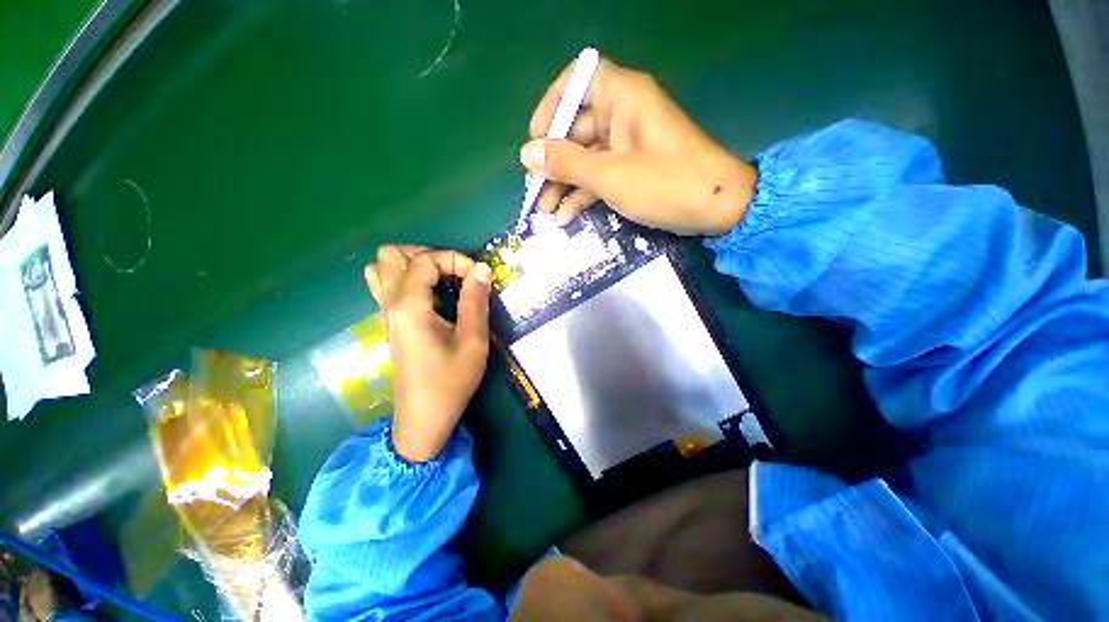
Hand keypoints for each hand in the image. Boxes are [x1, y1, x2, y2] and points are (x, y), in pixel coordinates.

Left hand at [365, 246, 491, 462]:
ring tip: (441, 278)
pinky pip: (386, 286)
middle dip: (426, 254)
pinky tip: (431, 295)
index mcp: (410, 307)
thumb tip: (481, 268)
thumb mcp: (473, 341)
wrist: (424, 418)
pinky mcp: (390, 323)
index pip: (425, 261)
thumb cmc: (451, 381)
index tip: (477, 276)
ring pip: (383, 269)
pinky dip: (406, 278)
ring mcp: (385, 314)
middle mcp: (390, 304)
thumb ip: (475, 301)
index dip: (454, 260)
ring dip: (412, 264)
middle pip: (390, 255)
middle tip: (454, 272)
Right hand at [521, 57, 756, 235]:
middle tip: (534, 190)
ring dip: (564, 184)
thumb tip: (527, 154)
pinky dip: (583, 195)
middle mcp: (623, 114)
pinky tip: (566, 217)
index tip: (536, 138)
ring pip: (585, 158)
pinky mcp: (631, 169)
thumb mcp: (609, 175)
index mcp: (621, 96)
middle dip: (553, 162)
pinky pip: (599, 176)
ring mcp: (627, 144)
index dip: (552, 106)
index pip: (577, 80)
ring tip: (545, 212)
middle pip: (576, 128)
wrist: (716, 208)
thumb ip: (566, 163)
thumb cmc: (665, 183)